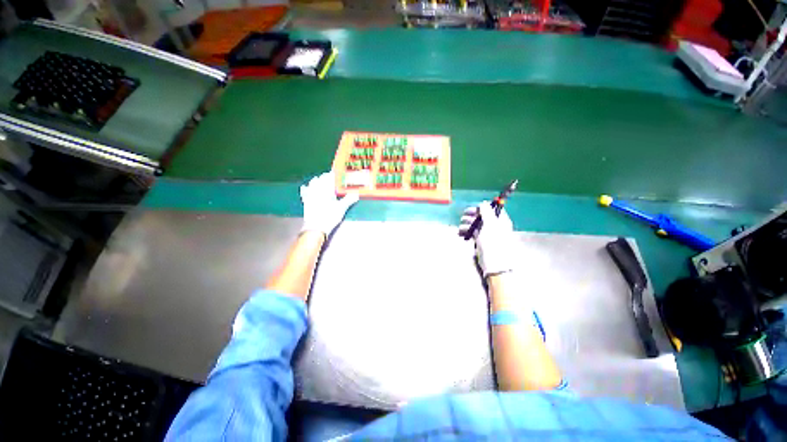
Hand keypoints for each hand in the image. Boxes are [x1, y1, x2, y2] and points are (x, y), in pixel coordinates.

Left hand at [300, 171, 358, 235]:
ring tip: (322, 181)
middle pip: (321, 178)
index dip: (334, 173)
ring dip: (318, 180)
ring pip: (313, 183)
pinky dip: (307, 188)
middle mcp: (317, 189)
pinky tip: (307, 187)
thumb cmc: (329, 216)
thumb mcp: (341, 208)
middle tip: (332, 177)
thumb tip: (356, 194)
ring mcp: (310, 194)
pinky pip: (305, 191)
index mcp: (326, 189)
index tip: (337, 171)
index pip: (330, 177)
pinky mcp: (306, 200)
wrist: (315, 227)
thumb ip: (348, 200)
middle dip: (326, 177)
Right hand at [459, 201, 516, 276]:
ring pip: (476, 225)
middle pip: (482, 217)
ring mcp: (488, 234)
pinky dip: (467, 232)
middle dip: (472, 216)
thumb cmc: (494, 243)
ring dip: (467, 224)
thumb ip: (486, 212)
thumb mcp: (490, 225)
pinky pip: (473, 233)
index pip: (492, 209)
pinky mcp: (482, 242)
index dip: (482, 208)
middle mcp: (495, 226)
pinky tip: (461, 233)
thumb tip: (483, 202)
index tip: (472, 209)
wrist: (494, 264)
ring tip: (461, 228)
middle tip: (463, 217)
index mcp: (501, 220)